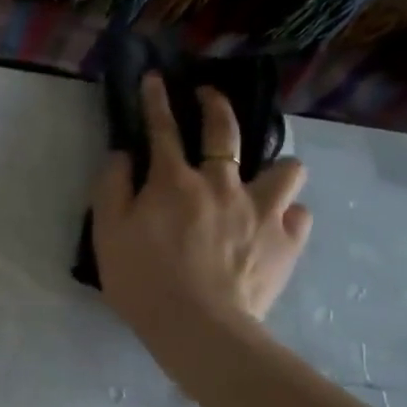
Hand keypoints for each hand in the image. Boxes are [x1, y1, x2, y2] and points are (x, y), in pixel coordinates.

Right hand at [91, 74, 312, 348]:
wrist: (199, 328)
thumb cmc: (143, 280)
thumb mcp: (107, 234)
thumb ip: (111, 187)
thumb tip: (123, 156)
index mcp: (175, 181)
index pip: (163, 128)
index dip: (156, 99)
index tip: (155, 78)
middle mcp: (223, 184)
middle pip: (226, 130)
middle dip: (216, 105)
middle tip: (209, 97)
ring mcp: (263, 211)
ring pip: (287, 168)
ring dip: (274, 168)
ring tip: (263, 179)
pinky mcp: (288, 242)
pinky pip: (300, 215)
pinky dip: (287, 216)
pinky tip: (275, 226)